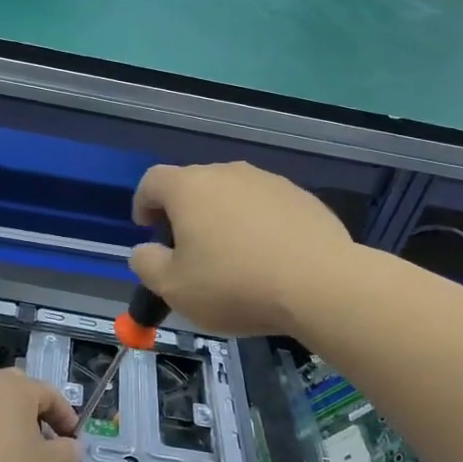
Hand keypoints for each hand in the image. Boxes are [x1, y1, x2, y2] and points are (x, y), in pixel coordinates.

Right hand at [130, 162, 352, 336]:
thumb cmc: (235, 284)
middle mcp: (227, 173)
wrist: (319, 284)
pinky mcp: (301, 197)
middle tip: (189, 251)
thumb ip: (147, 264)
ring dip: (224, 218)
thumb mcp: (174, 288)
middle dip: (185, 213)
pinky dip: (258, 225)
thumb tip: (145, 251)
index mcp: (189, 188)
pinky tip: (269, 259)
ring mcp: (268, 181)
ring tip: (232, 257)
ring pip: (233, 195)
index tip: (147, 228)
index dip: (143, 202)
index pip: (153, 181)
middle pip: (195, 185)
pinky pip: (267, 207)